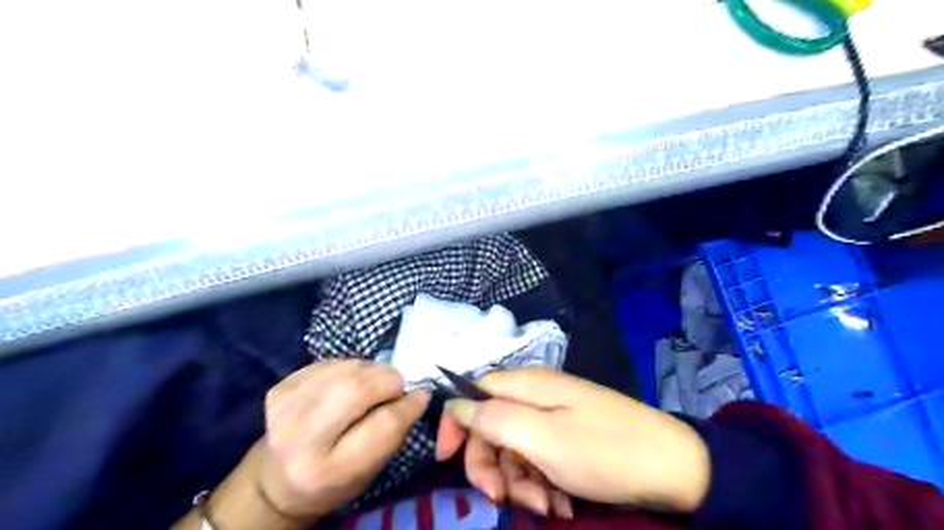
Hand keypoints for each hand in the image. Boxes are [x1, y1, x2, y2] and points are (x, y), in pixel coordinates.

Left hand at [256, 359, 428, 519]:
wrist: (276, 478)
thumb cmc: (333, 480)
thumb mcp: (369, 470)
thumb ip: (394, 432)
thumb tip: (418, 393)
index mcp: (328, 470)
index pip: (382, 425)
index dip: (408, 405)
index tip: (421, 396)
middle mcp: (300, 439)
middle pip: (357, 388)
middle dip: (388, 379)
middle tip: (396, 385)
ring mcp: (285, 408)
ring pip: (346, 369)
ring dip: (370, 370)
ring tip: (373, 384)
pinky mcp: (280, 388)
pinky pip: (330, 363)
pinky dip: (350, 367)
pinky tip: (349, 382)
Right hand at [436, 368, 706, 513]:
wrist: (674, 468)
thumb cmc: (602, 450)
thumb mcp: (541, 438)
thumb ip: (493, 418)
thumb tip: (454, 404)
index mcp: (527, 385)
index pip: (473, 392)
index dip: (456, 423)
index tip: (447, 459)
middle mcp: (537, 396)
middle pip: (491, 426)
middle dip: (491, 465)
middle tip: (501, 498)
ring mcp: (555, 418)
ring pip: (514, 449)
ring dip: (520, 482)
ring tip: (547, 505)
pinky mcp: (569, 439)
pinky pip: (539, 459)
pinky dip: (542, 483)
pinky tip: (561, 503)